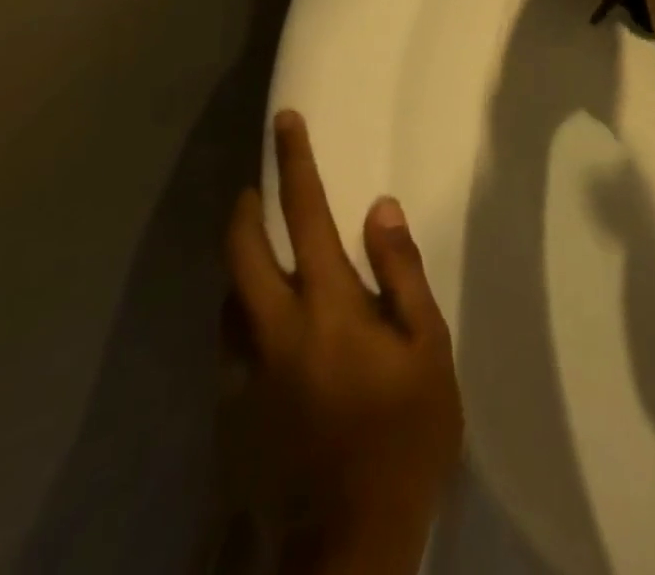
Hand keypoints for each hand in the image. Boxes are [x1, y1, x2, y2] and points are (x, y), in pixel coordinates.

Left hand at [226, 110, 462, 574]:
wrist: (347, 545)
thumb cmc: (404, 434)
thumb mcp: (427, 349)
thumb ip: (402, 272)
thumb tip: (380, 208)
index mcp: (328, 307)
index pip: (306, 215)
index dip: (295, 164)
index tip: (285, 122)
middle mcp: (275, 330)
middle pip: (241, 252)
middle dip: (245, 207)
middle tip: (255, 184)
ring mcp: (245, 374)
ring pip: (227, 298)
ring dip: (239, 262)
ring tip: (264, 252)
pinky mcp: (231, 414)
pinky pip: (230, 343)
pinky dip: (242, 315)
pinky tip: (267, 325)